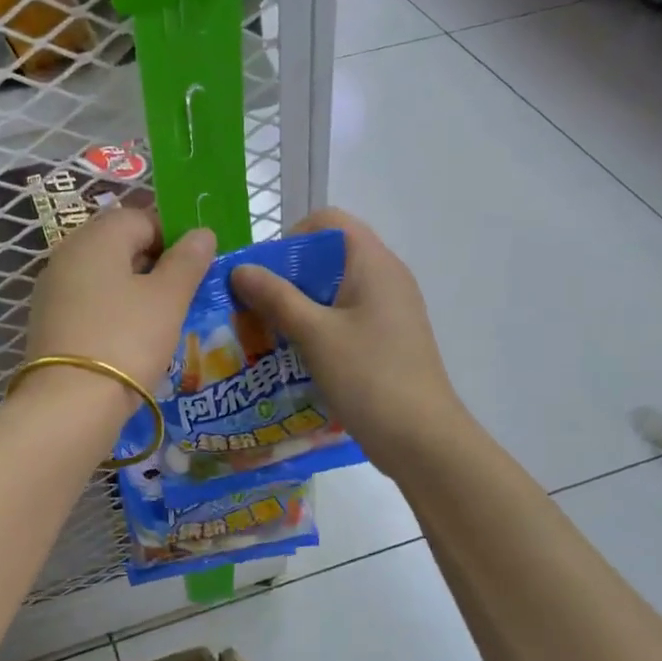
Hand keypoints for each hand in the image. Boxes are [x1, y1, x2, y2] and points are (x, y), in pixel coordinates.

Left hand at [23, 208, 215, 401]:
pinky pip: (88, 303)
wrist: (70, 404)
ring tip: (160, 321)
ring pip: (103, 276)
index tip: (195, 269)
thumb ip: (187, 260)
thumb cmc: (127, 340)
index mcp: (97, 237)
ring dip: (133, 290)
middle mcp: (68, 254)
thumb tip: (201, 232)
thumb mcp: (168, 298)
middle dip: (154, 265)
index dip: (174, 237)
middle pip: (119, 245)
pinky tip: (130, 339)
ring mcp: (52, 289)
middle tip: (181, 296)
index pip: (142, 217)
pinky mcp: (48, 322)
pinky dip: (112, 312)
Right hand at [231, 208, 461, 473]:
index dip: (291, 238)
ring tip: (270, 333)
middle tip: (257, 308)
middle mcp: (386, 277)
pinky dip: (318, 327)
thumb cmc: (368, 377)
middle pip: (329, 255)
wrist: (421, 438)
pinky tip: (296, 356)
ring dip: (300, 305)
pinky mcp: (387, 338)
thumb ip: (276, 297)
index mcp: (373, 263)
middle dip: (288, 276)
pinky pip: (345, 317)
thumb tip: (240, 268)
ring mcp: (390, 309)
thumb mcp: (314, 334)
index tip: (265, 275)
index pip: (328, 222)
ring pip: (334, 290)